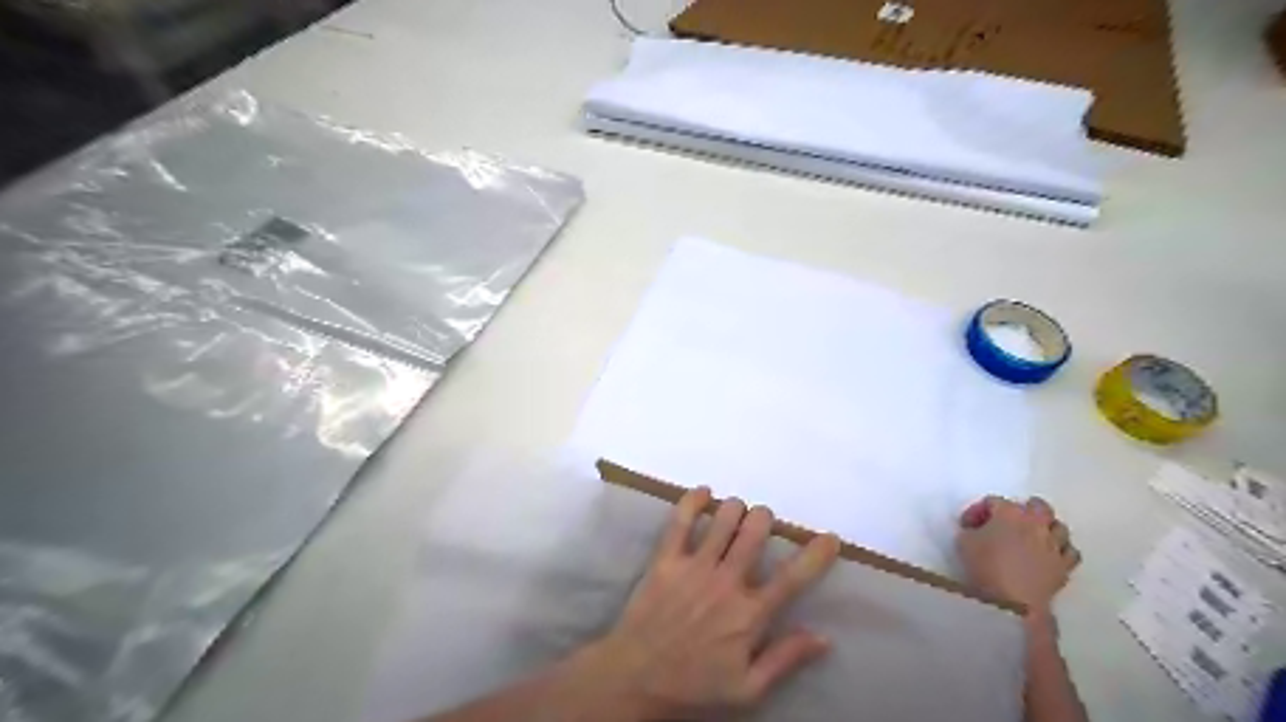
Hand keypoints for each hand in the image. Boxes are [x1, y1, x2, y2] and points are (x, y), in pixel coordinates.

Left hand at [594, 487, 844, 719]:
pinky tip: (704, 492)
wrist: (637, 677)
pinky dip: (694, 500)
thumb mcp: (748, 688)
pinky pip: (681, 520)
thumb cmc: (695, 684)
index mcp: (750, 614)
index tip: (829, 538)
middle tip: (762, 524)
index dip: (816, 554)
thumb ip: (786, 659)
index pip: (793, 577)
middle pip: (756, 531)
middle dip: (765, 519)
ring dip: (736, 509)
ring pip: (724, 519)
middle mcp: (726, 582)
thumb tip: (823, 637)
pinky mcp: (667, 559)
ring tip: (736, 512)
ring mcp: (695, 567)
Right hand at [960, 496, 1075, 613]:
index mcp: (1009, 513)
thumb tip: (977, 530)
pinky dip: (1060, 550)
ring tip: (1033, 537)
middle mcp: (1036, 523)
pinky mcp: (1065, 566)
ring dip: (1046, 528)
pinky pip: (1070, 551)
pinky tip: (1050, 556)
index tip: (968, 526)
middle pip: (1036, 505)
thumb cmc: (984, 567)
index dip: (978, 511)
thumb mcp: (964, 542)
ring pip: (1058, 526)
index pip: (993, 501)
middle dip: (1023, 509)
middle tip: (1008, 521)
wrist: (1012, 602)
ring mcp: (1054, 544)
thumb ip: (971, 530)